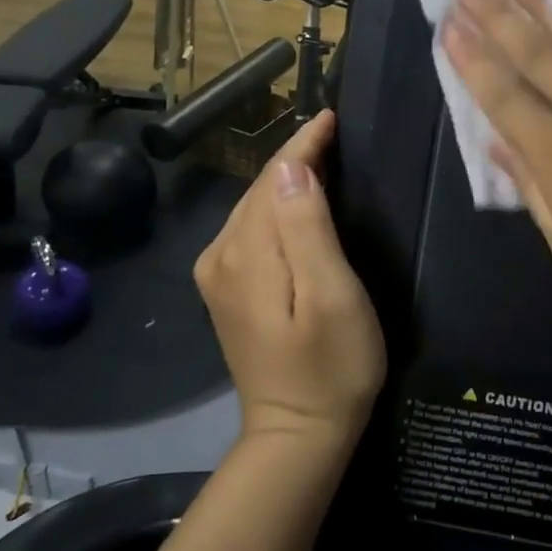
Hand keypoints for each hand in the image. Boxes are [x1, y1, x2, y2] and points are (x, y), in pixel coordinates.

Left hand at [194, 109, 385, 449]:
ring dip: (285, 182)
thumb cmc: (331, 367)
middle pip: (260, 190)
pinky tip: (297, 204)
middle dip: (294, 158)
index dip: (303, 145)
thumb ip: (308, 228)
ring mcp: (218, 275)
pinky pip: (251, 232)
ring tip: (321, 157)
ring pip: (254, 208)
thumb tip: (292, 169)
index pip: (275, 179)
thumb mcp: (331, 296)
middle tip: (332, 131)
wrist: (298, 434)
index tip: (330, 116)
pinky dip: (276, 209)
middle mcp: (221, 255)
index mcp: (246, 253)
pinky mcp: (227, 291)